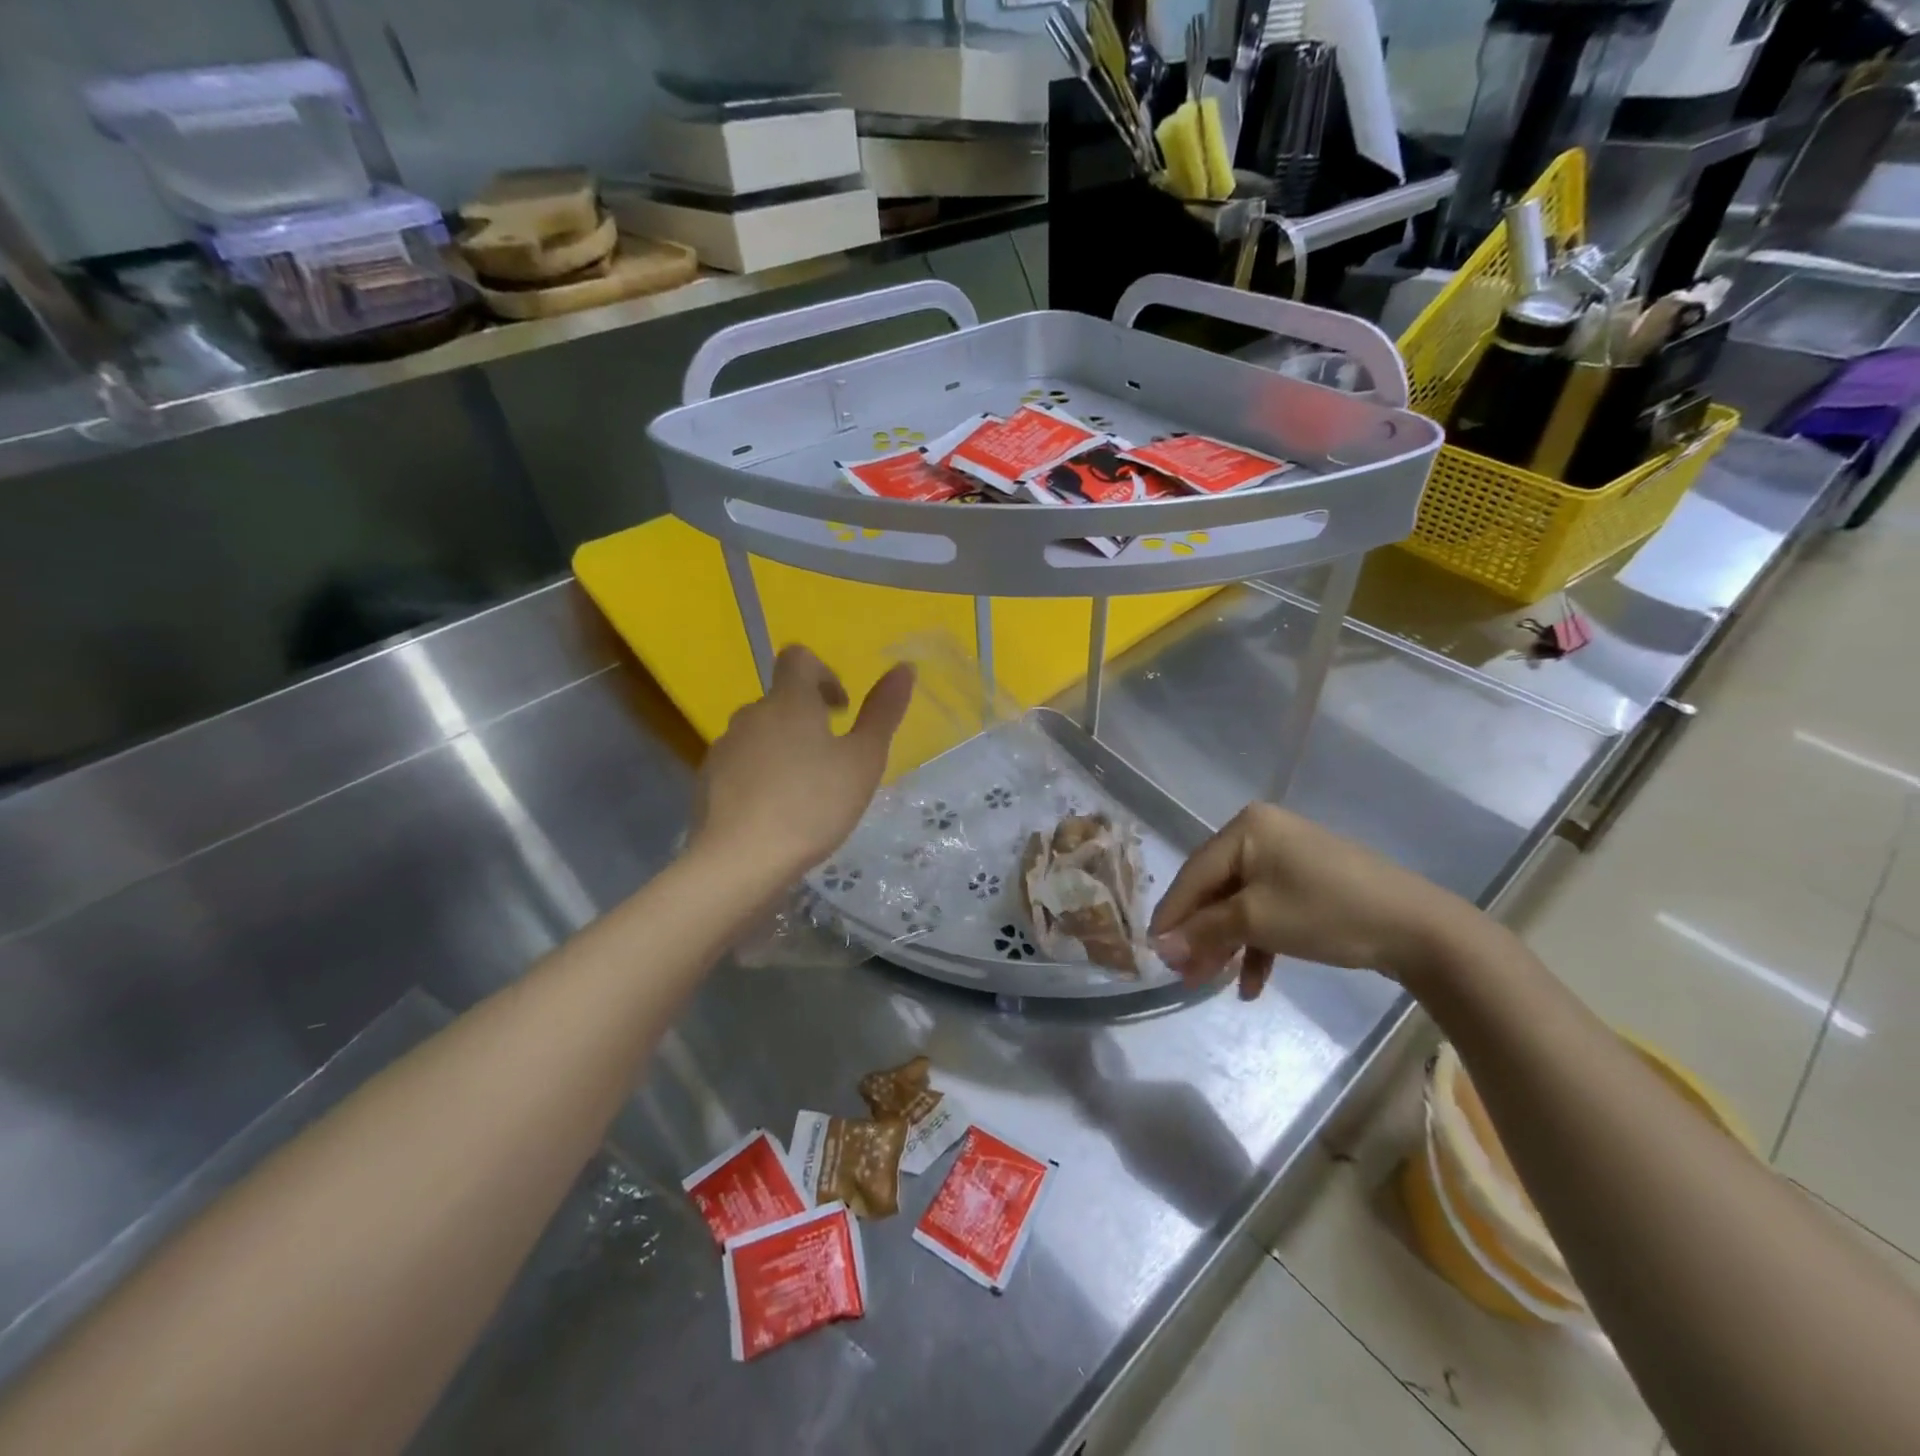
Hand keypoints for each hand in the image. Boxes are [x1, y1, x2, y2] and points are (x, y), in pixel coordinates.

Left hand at [693, 646, 913, 880]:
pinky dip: (761, 776)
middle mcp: (751, 715)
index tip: (841, 709)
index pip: (798, 658)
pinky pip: (741, 765)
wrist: (740, 860)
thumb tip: (905, 667)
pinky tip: (775, 813)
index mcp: (788, 702)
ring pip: (761, 734)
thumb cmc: (812, 805)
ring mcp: (724, 748)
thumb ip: (883, 713)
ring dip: (785, 748)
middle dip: (808, 720)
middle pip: (780, 700)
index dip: (823, 673)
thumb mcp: (863, 761)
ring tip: (806, 792)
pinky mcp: (707, 781)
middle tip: (834, 761)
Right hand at [1148, 802, 1470, 997]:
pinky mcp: (1308, 881)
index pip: (1194, 873)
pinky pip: (1269, 909)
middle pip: (1215, 889)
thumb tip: (1159, 946)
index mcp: (1246, 828)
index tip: (1151, 951)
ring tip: (1209, 982)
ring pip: (1241, 903)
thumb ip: (1204, 930)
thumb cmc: (1327, 912)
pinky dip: (1257, 943)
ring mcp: (1287, 857)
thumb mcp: (1257, 921)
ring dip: (1225, 944)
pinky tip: (1251, 983)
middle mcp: (1262, 833)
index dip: (1171, 914)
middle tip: (1182, 974)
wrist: (1418, 928)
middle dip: (1200, 935)